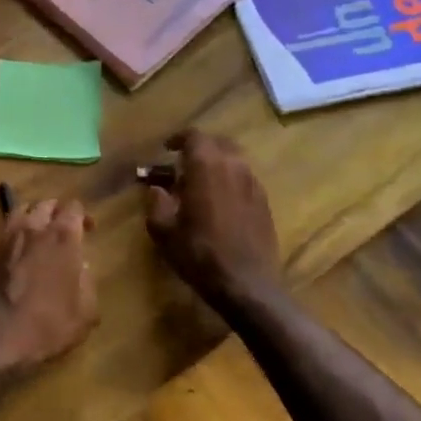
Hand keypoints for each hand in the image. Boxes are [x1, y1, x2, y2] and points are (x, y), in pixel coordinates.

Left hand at [0, 199, 97, 377]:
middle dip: (57, 211)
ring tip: (39, 231)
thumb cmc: (51, 323)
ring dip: (33, 215)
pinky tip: (18, 246)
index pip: (74, 208)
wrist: (1, 332)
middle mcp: (36, 228)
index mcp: (64, 238)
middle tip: (63, 228)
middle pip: (46, 204)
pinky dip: (14, 231)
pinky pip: (5, 228)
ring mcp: (9, 236)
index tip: (88, 230)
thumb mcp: (87, 310)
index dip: (82, 216)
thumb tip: (80, 268)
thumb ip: (87, 282)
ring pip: (22, 210)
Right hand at [141, 129, 283, 312]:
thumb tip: (156, 188)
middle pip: (218, 143)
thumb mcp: (163, 230)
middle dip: (200, 148)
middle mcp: (234, 167)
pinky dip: (230, 181)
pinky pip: (245, 179)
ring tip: (200, 184)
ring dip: (216, 164)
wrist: (247, 284)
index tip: (166, 149)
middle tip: (182, 164)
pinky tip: (219, 203)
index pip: (194, 136)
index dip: (178, 139)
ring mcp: (253, 184)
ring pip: (235, 160)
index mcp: (206, 167)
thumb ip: (156, 202)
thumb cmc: (199, 254)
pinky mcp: (264, 203)